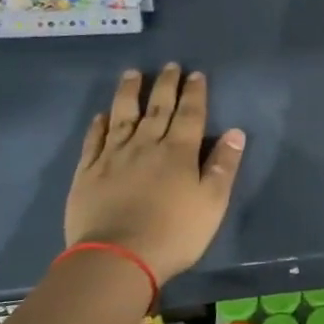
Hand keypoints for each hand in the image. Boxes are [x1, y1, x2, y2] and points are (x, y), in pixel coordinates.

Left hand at [64, 65, 245, 286]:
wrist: (117, 258)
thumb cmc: (174, 233)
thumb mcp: (212, 203)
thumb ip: (223, 166)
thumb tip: (235, 133)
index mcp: (179, 152)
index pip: (190, 114)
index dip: (194, 93)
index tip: (195, 74)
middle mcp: (146, 145)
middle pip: (157, 108)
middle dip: (165, 85)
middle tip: (169, 65)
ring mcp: (113, 156)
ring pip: (123, 116)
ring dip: (129, 93)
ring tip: (132, 74)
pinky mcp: (88, 172)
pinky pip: (94, 140)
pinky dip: (99, 125)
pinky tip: (102, 115)